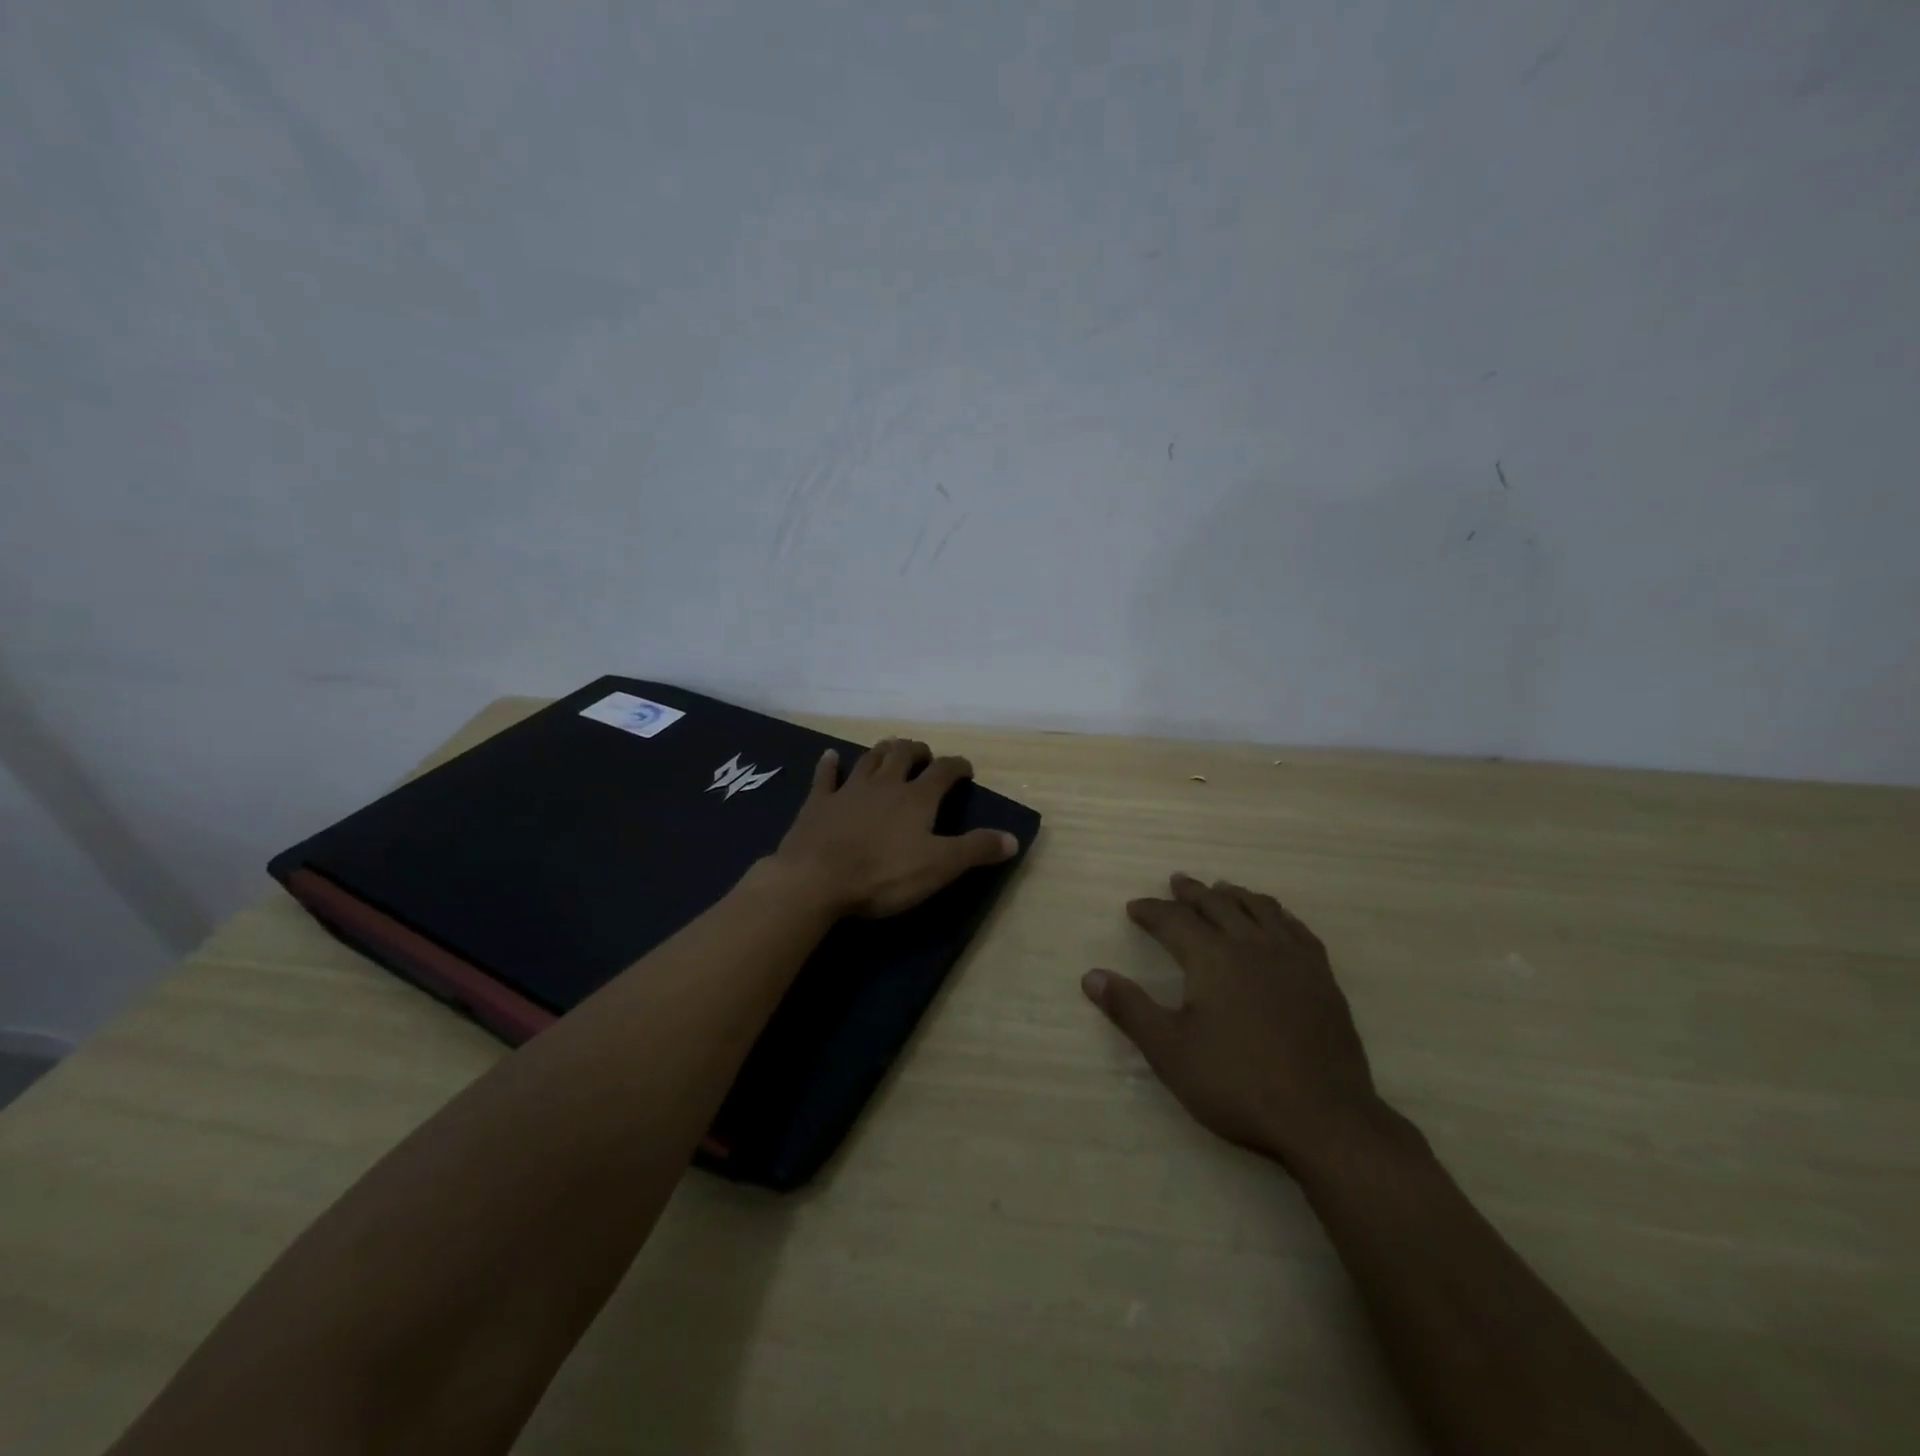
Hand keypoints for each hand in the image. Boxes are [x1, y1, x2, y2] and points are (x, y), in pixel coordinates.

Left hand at [770, 738, 1019, 918]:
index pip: (944, 771)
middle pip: (903, 754)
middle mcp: (885, 785)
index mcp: (916, 798)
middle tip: (924, 756)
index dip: (957, 766)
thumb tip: (1013, 838)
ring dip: (883, 751)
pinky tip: (831, 756)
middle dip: (917, 751)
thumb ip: (976, 849)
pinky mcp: (818, 803)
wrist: (817, 879)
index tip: (965, 769)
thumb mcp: (939, 867)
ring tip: (891, 749)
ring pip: (869, 759)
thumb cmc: (883, 875)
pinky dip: (829, 764)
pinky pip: (825, 776)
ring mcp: (848, 790)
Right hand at [1083, 873, 1392, 1170]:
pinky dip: (1278, 914)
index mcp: (1213, 958)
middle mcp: (1252, 945)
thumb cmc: (1237, 1084)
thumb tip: (1091, 976)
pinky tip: (1276, 920)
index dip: (1151, 911)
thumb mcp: (1170, 1051)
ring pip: (1260, 909)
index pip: (1174, 920)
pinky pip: (1297, 929)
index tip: (1135, 908)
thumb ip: (1130, 1009)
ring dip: (1235, 895)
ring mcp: (1293, 959)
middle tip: (1176, 882)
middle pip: (1218, 904)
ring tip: (1222, 889)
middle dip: (1192, 892)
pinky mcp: (1322, 978)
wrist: (1323, 1118)